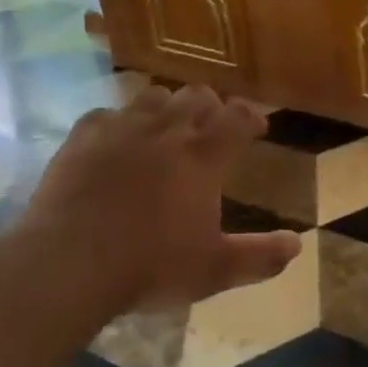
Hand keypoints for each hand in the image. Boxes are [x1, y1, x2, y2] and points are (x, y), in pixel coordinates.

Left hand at [21, 83, 301, 312]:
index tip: (257, 126)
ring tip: (166, 126)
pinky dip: (118, 122)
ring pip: (153, 95)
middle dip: (211, 106)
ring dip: (167, 106)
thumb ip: (259, 257)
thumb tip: (297, 245)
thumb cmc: (150, 266)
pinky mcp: (84, 136)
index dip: (251, 118)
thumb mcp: (213, 271)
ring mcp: (122, 128)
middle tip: (212, 126)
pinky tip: (115, 139)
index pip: (238, 118)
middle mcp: (167, 130)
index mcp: (203, 155)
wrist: (70, 261)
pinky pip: (106, 113)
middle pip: (197, 96)